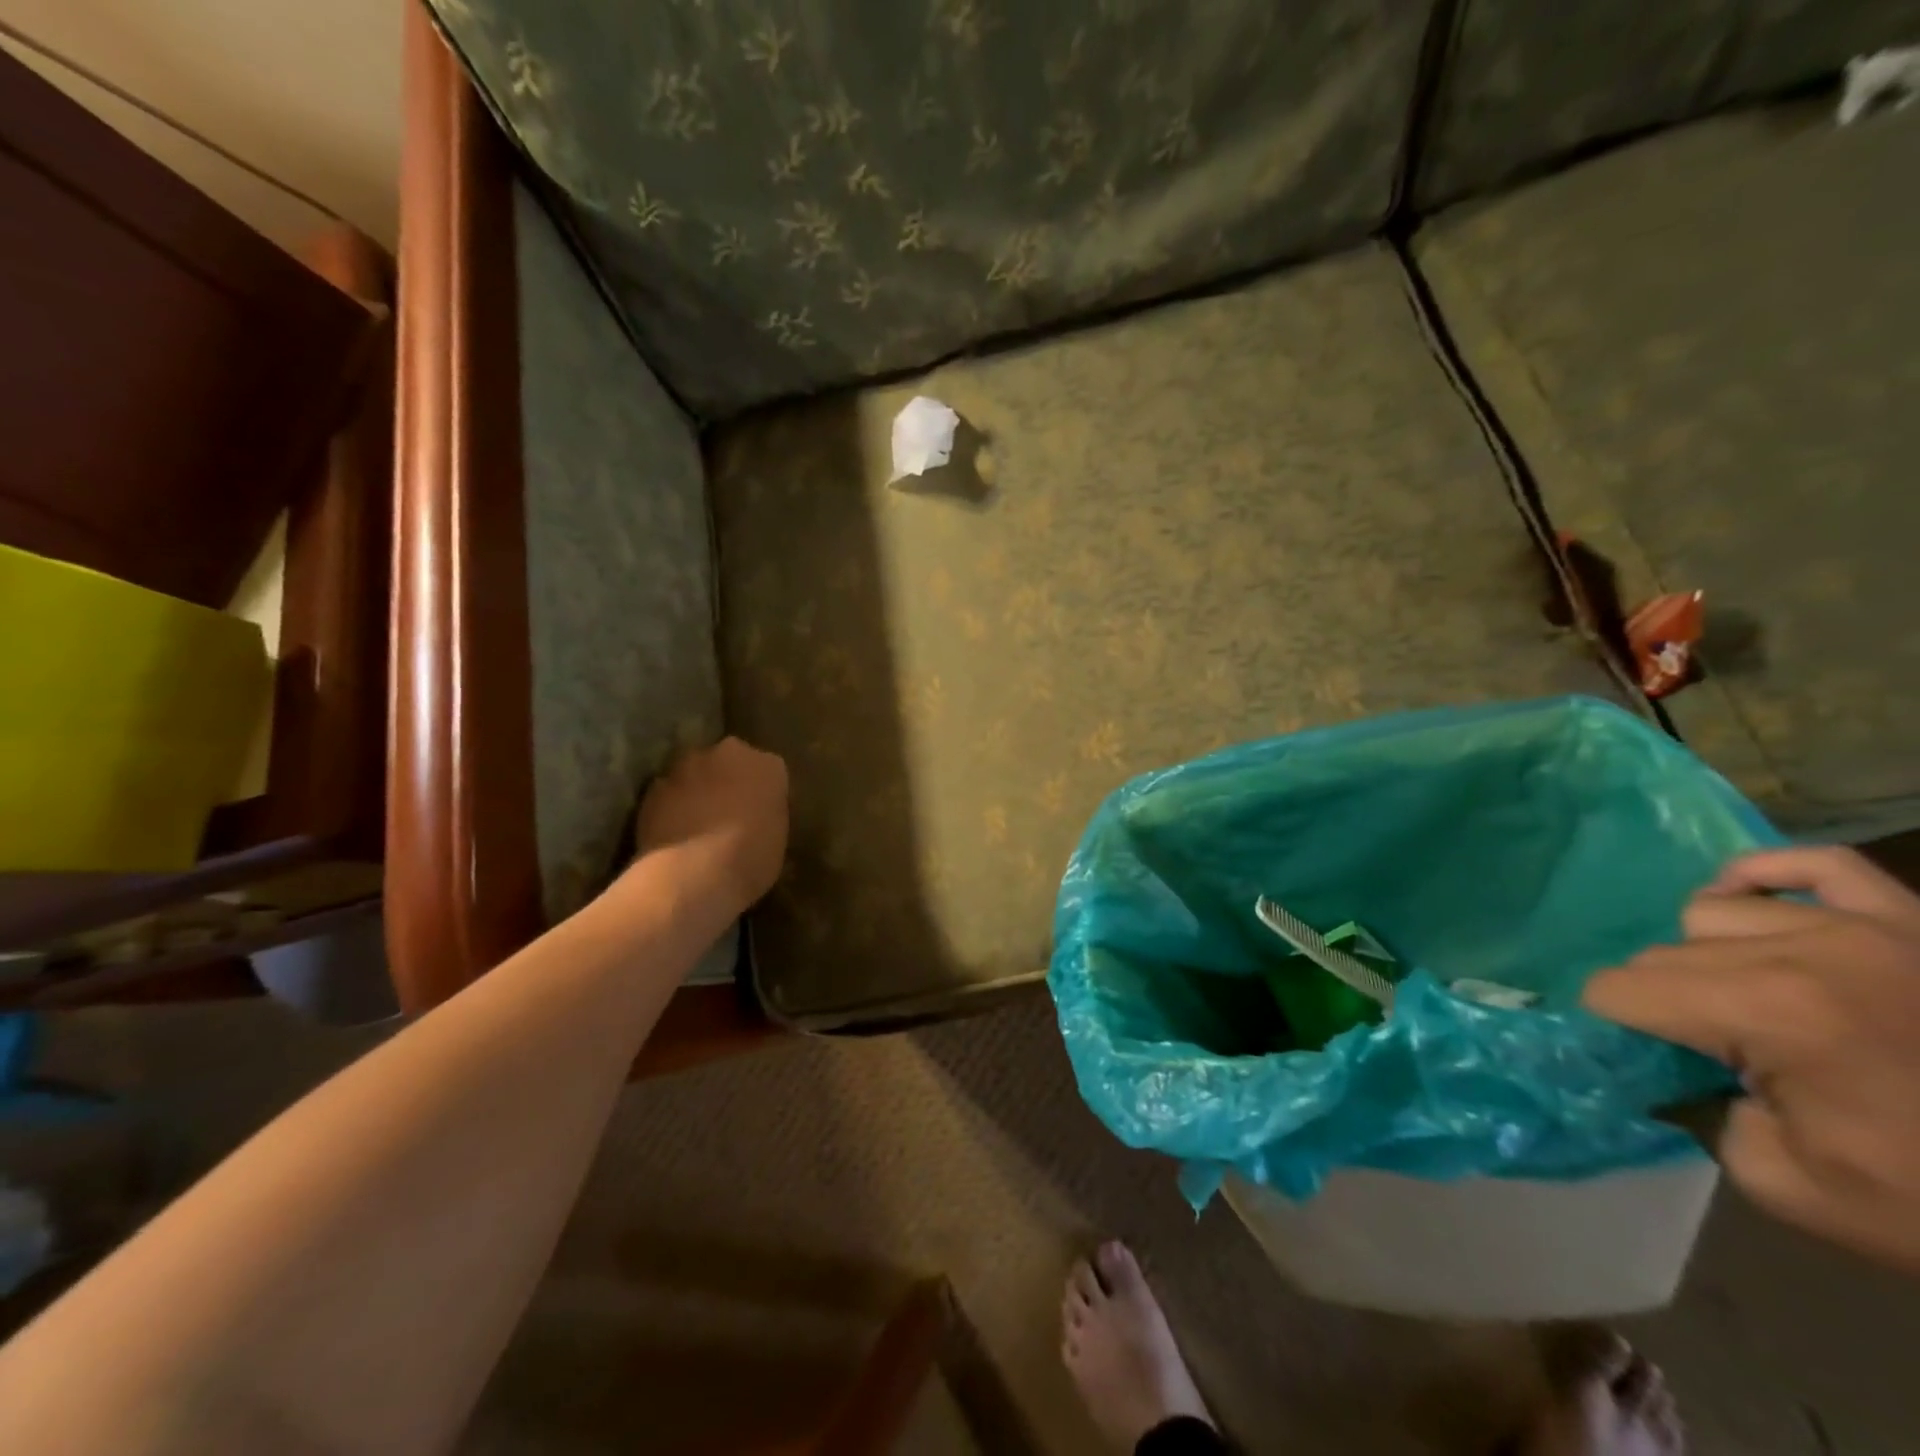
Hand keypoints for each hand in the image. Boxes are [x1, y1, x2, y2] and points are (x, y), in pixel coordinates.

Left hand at [633, 738, 788, 918]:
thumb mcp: (777, 839)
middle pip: (731, 760)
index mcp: (769, 766)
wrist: (692, 874)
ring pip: (696, 772)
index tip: (760, 814)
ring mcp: (688, 766)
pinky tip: (672, 833)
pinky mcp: (655, 785)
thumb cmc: (749, 861)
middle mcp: (730, 753)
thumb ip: (767, 815)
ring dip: (697, 789)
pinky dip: (671, 805)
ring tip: (696, 824)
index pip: (770, 771)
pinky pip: (668, 792)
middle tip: (729, 813)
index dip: (763, 793)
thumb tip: (755, 816)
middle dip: (729, 780)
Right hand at [1583, 846, 1919, 1273]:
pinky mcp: (1914, 922)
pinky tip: (1754, 905)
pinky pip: (1816, 865)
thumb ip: (1700, 1111)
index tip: (1650, 1064)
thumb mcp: (1791, 1186)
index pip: (1620, 990)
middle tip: (1714, 1054)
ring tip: (1755, 1002)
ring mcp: (1869, 927)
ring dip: (1712, 957)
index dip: (1619, 1028)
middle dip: (1668, 1003)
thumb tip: (1672, 1070)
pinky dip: (1766, 877)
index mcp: (1767, 1011)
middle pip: (1663, 954)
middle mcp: (1804, 950)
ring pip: (1714, 914)